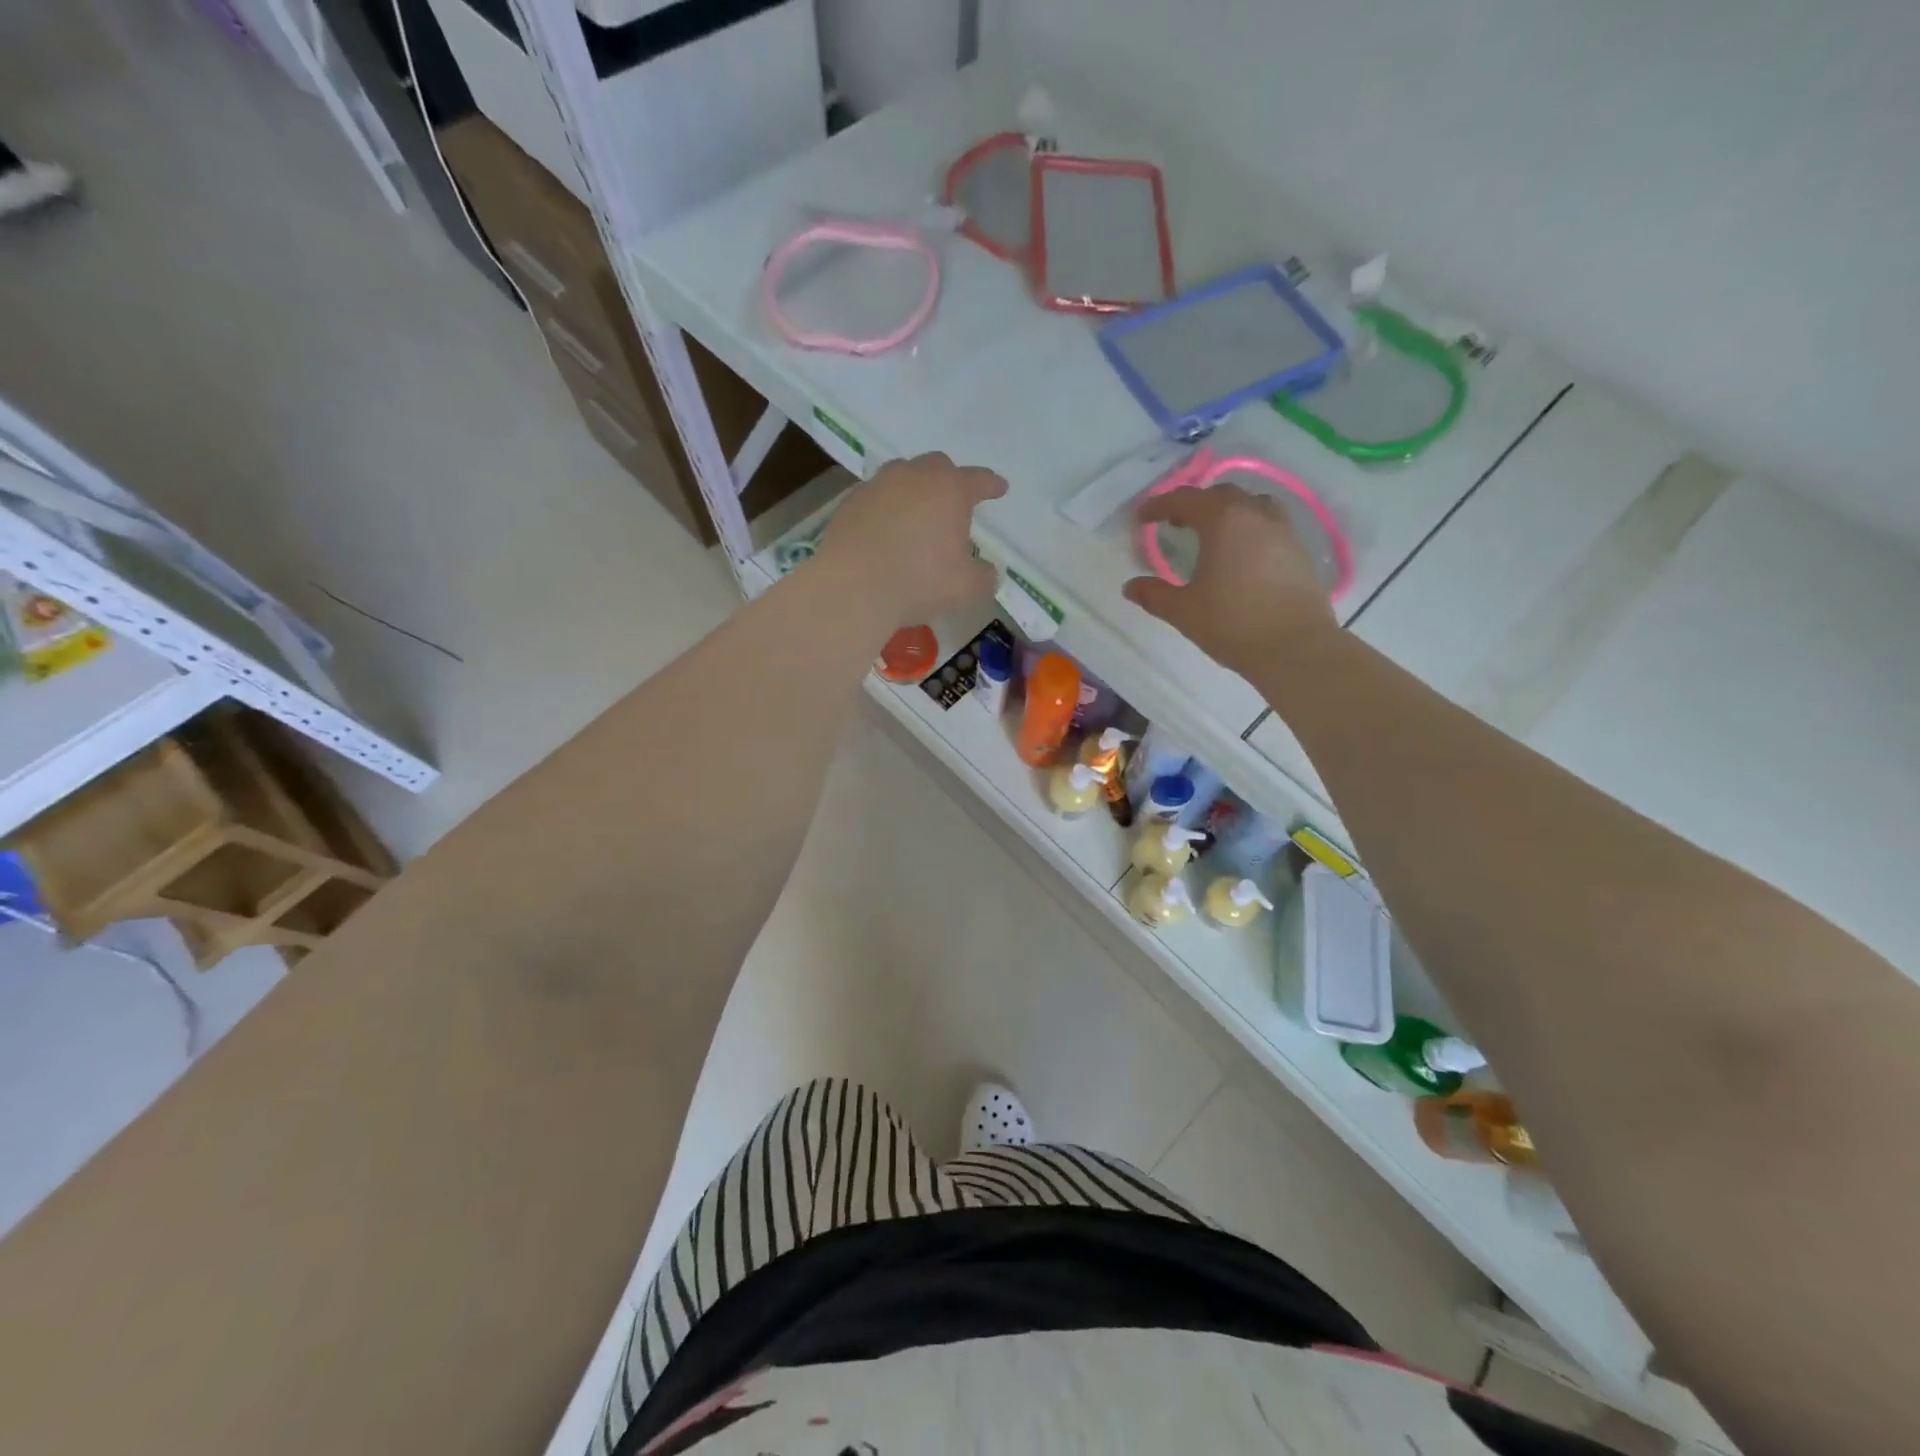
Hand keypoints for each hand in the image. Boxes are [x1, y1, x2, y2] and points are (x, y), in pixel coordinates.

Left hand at [812, 452, 1006, 625]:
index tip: (999, 488)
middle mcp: (914, 476)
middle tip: (953, 504)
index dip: (991, 485)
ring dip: (914, 491)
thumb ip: (984, 576)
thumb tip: (985, 570)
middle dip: (949, 481)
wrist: (852, 588)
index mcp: (950, 489)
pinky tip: (886, 531)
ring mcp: (877, 486)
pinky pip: (876, 498)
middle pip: (937, 466)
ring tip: (917, 515)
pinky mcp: (850, 503)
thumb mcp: (967, 588)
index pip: (979, 480)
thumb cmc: (919, 582)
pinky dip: (886, 509)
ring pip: (902, 476)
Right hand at [1122, 484, 1336, 677]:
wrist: (1295, 648)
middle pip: (1222, 495)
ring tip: (1214, 533)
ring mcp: (1284, 532)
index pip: (1185, 500)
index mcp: (1223, 521)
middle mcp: (1256, 516)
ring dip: (1229, 512)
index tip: (1142, 517)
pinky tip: (1243, 555)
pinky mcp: (1301, 552)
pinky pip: (1271, 526)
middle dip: (1195, 504)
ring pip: (1253, 506)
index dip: (1160, 506)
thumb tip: (1131, 586)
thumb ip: (1155, 595)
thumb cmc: (1232, 624)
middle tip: (1177, 522)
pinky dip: (1250, 529)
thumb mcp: (1184, 611)